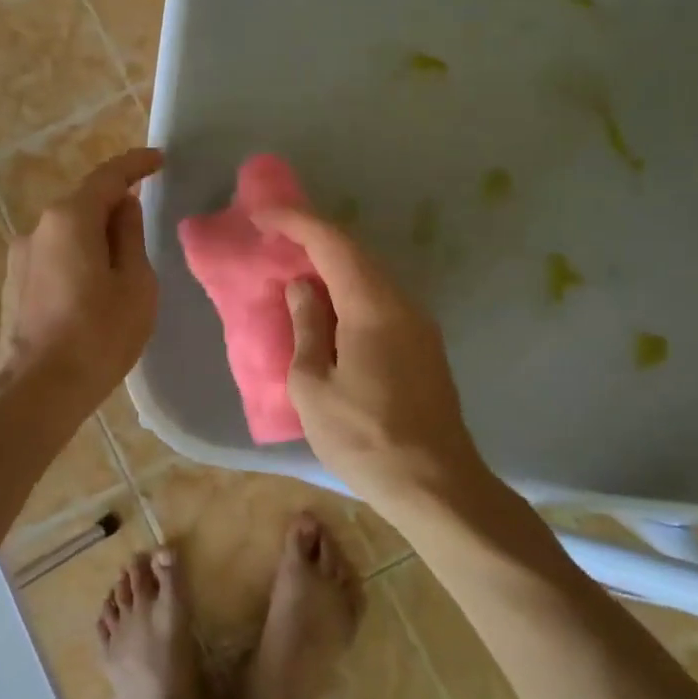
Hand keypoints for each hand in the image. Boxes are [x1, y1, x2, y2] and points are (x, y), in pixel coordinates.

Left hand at [0, 148, 163, 414]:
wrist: (40, 391)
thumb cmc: (100, 335)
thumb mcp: (134, 282)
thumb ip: (129, 235)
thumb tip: (123, 207)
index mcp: (69, 219)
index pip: (108, 177)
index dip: (135, 164)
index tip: (158, 159)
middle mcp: (37, 228)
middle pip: (83, 204)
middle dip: (115, 207)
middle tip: (144, 228)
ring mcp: (20, 258)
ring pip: (67, 234)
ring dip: (95, 238)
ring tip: (121, 271)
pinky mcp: (14, 286)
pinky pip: (54, 258)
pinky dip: (77, 260)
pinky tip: (92, 292)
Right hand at [253, 208, 482, 502]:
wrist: (436, 485)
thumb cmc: (364, 438)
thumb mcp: (314, 385)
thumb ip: (306, 328)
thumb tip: (303, 288)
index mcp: (372, 306)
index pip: (332, 243)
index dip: (296, 221)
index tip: (261, 213)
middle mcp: (401, 304)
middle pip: (356, 253)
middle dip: (313, 237)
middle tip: (273, 238)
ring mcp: (418, 325)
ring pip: (370, 276)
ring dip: (331, 265)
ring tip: (294, 269)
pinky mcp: (423, 346)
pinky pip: (380, 300)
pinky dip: (348, 291)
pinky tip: (327, 309)